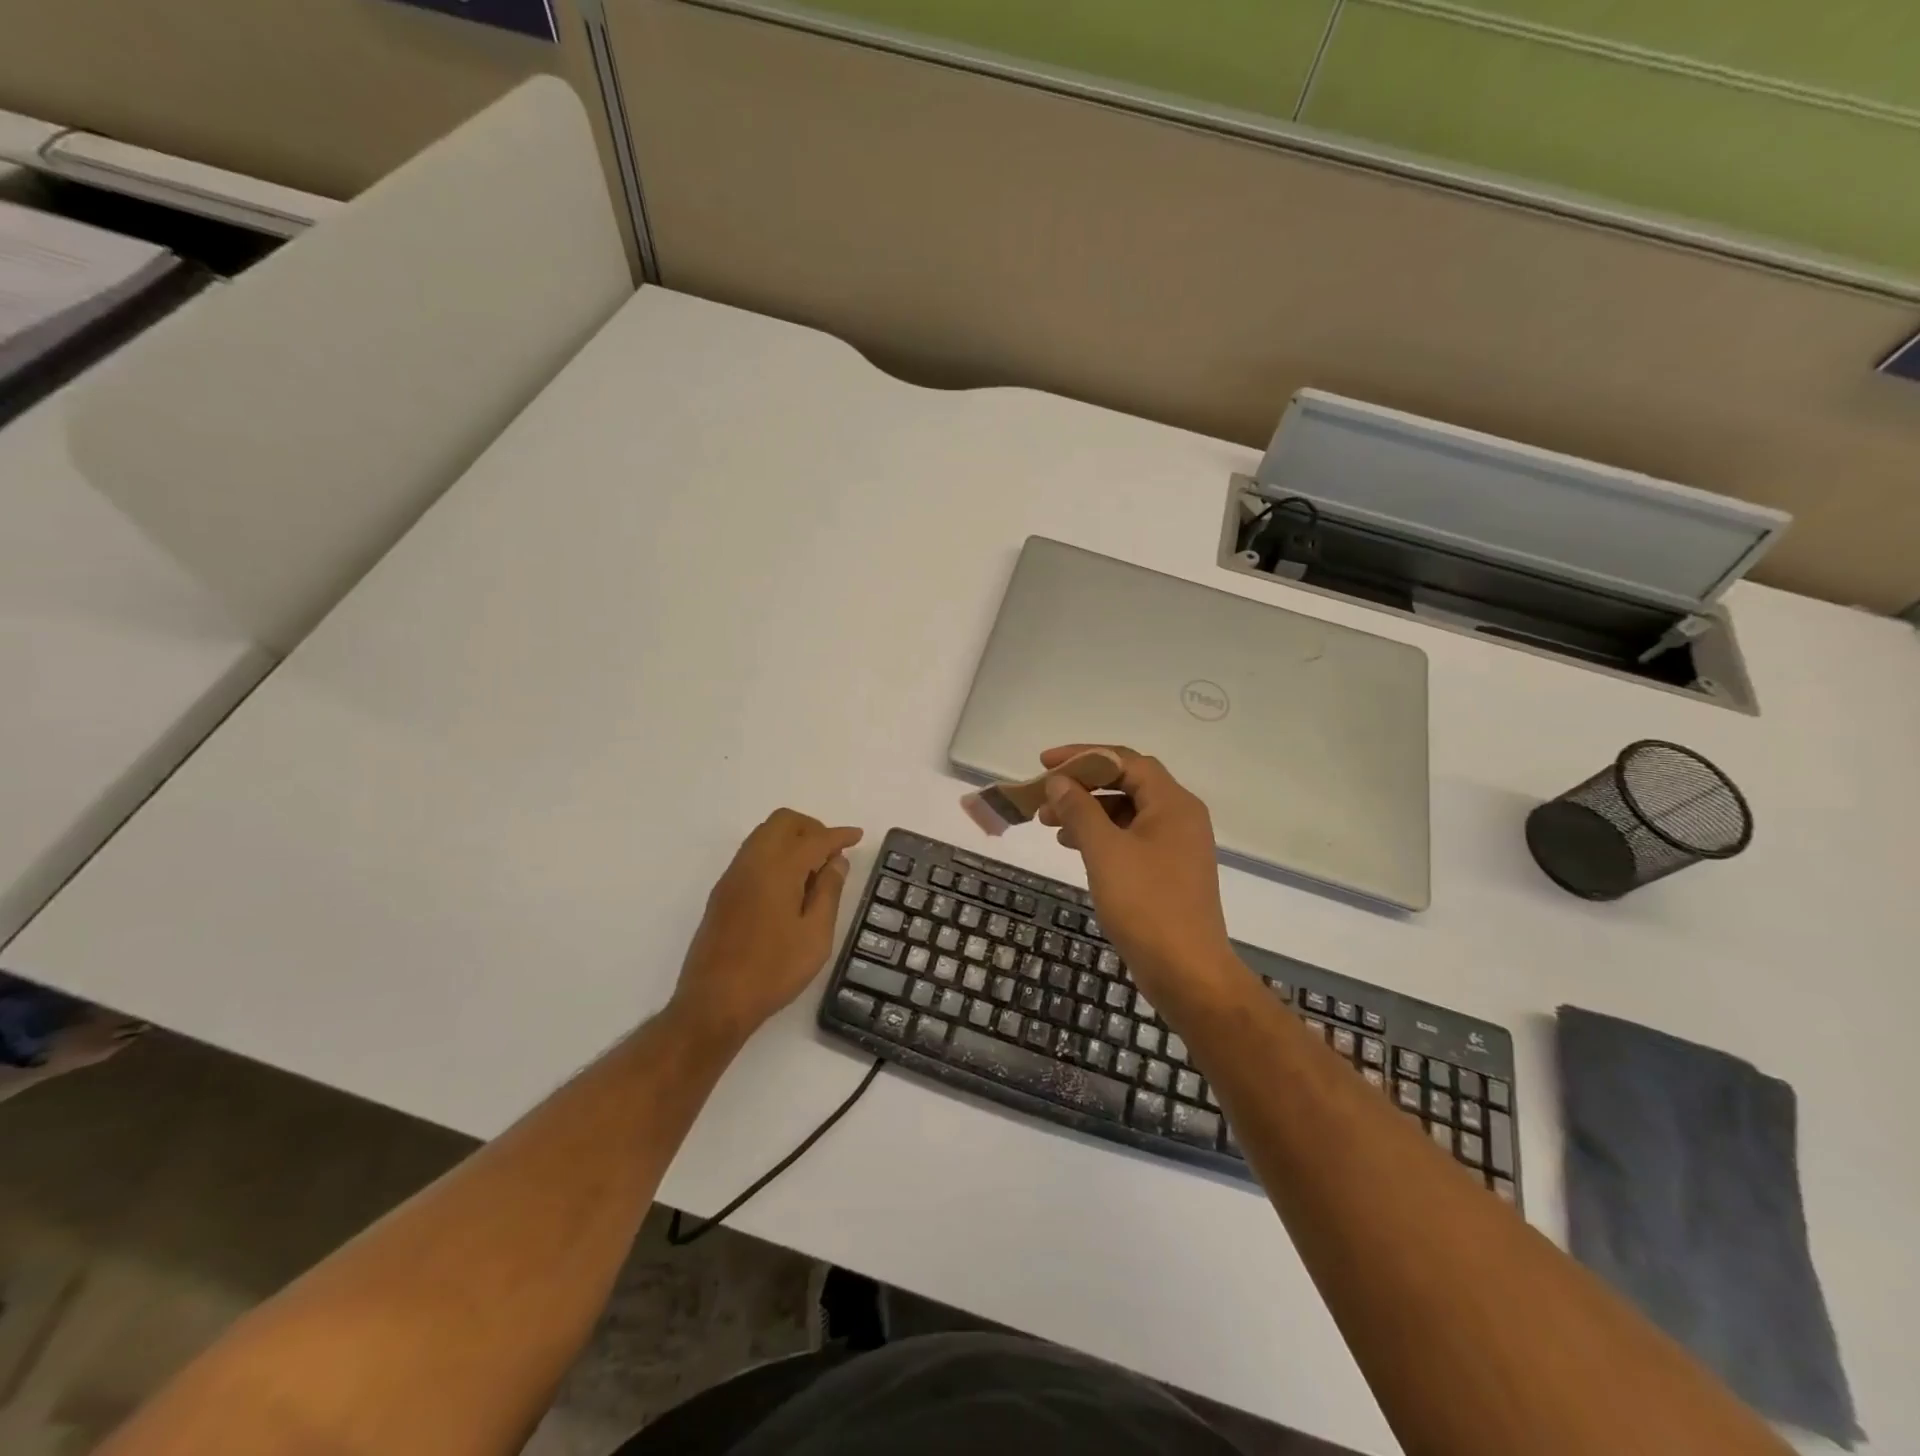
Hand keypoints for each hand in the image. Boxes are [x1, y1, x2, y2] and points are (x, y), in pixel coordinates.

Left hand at [671, 809, 862, 1045]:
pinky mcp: (723, 892)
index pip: (815, 839)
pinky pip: (752, 854)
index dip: (839, 835)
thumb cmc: (773, 971)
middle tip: (832, 853)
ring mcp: (733, 876)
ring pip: (764, 835)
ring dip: (792, 839)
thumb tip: (836, 861)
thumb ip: (828, 892)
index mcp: (778, 869)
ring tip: (813, 870)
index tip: (857, 836)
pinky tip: (789, 884)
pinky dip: (775, 853)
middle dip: (812, 828)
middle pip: (783, 822)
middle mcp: (752, 863)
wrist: (714, 1002)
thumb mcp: (816, 935)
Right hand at [1036, 745, 1244, 1015]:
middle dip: (1082, 786)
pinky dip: (1100, 836)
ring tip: (1048, 823)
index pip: (1125, 760)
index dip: (1083, 756)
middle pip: (1126, 783)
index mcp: (1172, 803)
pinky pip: (1130, 838)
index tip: (1044, 763)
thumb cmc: (1146, 904)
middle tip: (1043, 796)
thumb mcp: (1105, 851)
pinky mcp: (1168, 871)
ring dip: (1087, 812)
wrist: (1188, 972)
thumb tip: (1059, 781)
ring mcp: (1175, 845)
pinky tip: (1073, 846)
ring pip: (1125, 813)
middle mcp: (1179, 816)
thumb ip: (1080, 809)